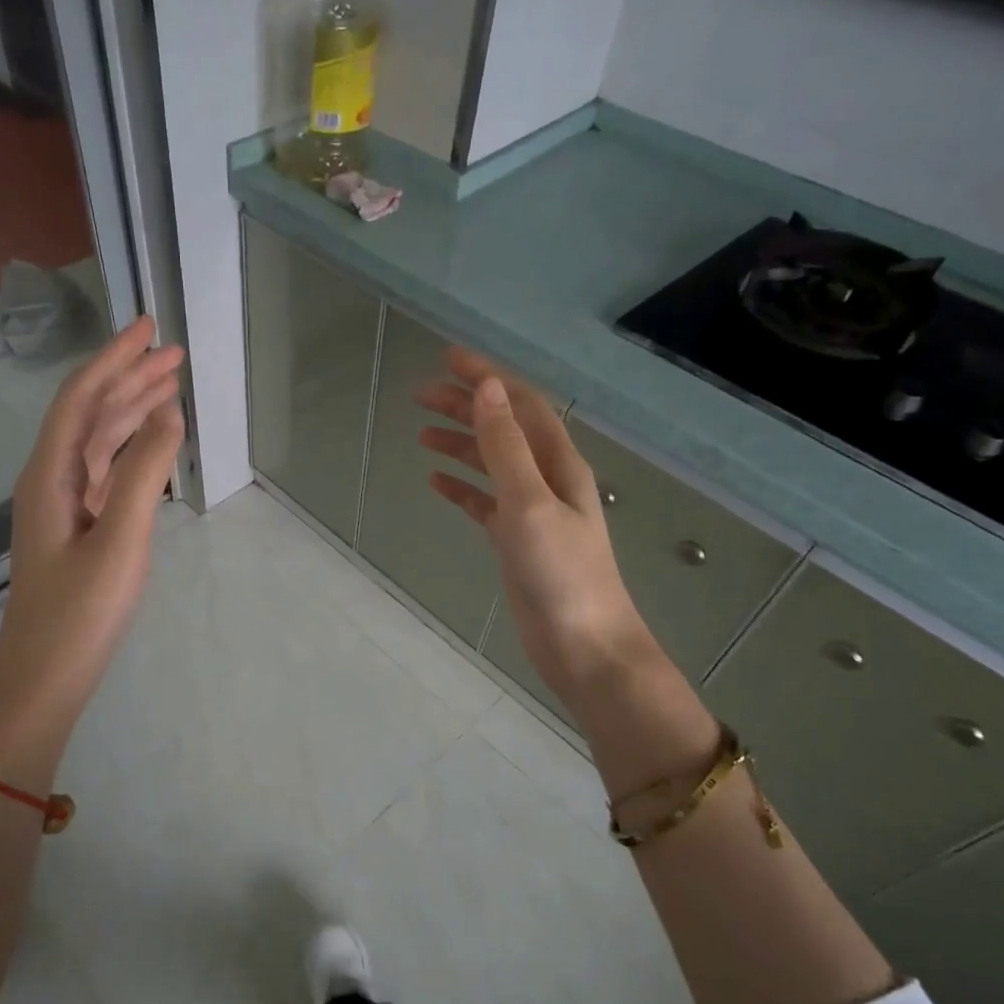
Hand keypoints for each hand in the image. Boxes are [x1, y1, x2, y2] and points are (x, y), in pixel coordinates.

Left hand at [0, 317, 184, 783]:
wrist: (44, 676)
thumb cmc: (80, 611)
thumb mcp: (121, 538)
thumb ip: (144, 472)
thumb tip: (169, 412)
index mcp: (50, 474)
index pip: (82, 398)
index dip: (114, 359)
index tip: (150, 329)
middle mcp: (51, 480)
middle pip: (90, 414)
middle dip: (129, 378)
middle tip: (172, 353)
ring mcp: (63, 506)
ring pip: (98, 443)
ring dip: (131, 411)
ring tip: (170, 387)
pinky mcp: (77, 530)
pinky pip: (104, 473)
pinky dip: (131, 450)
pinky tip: (152, 446)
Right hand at [414, 348, 682, 731]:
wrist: (583, 645)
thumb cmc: (561, 572)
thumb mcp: (530, 502)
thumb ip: (507, 447)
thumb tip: (488, 389)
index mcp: (559, 462)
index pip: (520, 404)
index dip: (487, 377)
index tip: (448, 358)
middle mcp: (548, 479)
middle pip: (503, 429)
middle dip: (467, 407)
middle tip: (421, 395)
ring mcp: (532, 510)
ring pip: (491, 464)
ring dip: (460, 444)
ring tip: (421, 432)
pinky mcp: (516, 540)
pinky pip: (484, 502)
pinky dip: (461, 488)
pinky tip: (436, 482)